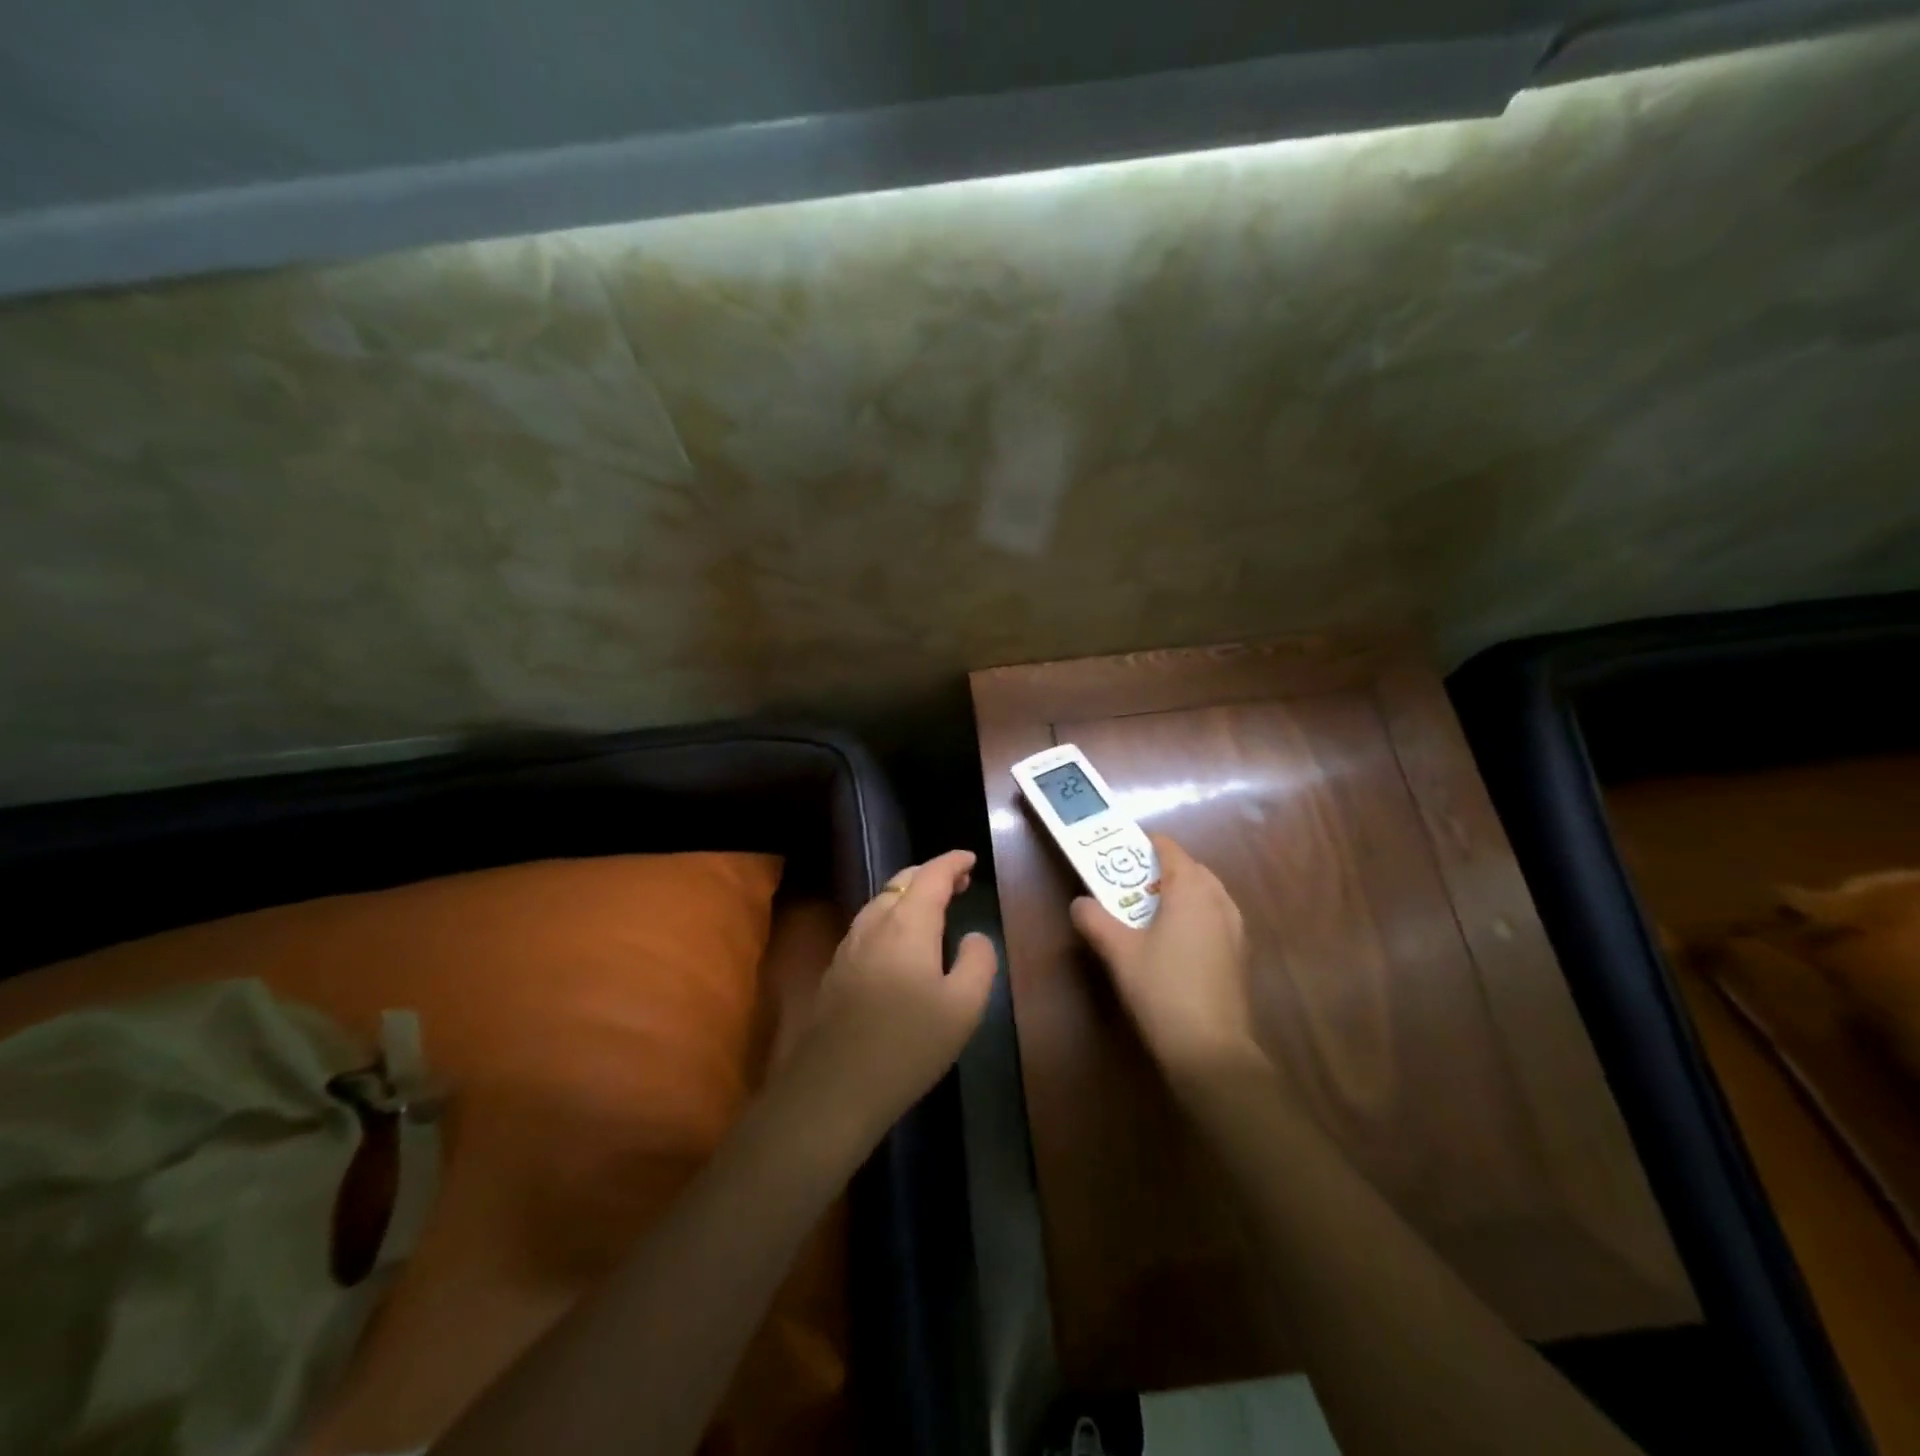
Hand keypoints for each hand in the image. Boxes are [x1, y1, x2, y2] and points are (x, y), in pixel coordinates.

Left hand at [787, 850, 997, 1153]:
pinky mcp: (836, 971)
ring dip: (909, 895)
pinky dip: (892, 917)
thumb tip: (975, 936)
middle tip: (959, 883)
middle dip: (931, 875)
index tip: (970, 859)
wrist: (833, 1088)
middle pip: (902, 882)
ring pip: (881, 902)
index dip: (952, 862)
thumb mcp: (964, 1007)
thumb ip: (978, 961)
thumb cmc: (908, 1044)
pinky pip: (869, 925)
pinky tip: (900, 943)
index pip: (932, 875)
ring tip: (933, 908)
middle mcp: (874, 924)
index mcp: (907, 924)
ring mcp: (849, 946)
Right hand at [1071, 835, 1264, 1084]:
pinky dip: (1195, 916)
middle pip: (1191, 869)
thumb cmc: (1162, 989)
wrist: (1210, 1049)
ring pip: (1207, 894)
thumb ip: (1095, 920)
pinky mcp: (1240, 955)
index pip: (1170, 849)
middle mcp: (1219, 900)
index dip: (1145, 845)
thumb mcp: (1118, 952)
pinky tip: (1174, 943)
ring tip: (1150, 912)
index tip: (1121, 852)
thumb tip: (1080, 903)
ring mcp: (1235, 928)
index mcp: (1191, 889)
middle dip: (1162, 870)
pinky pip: (1215, 918)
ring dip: (1181, 894)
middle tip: (1129, 885)